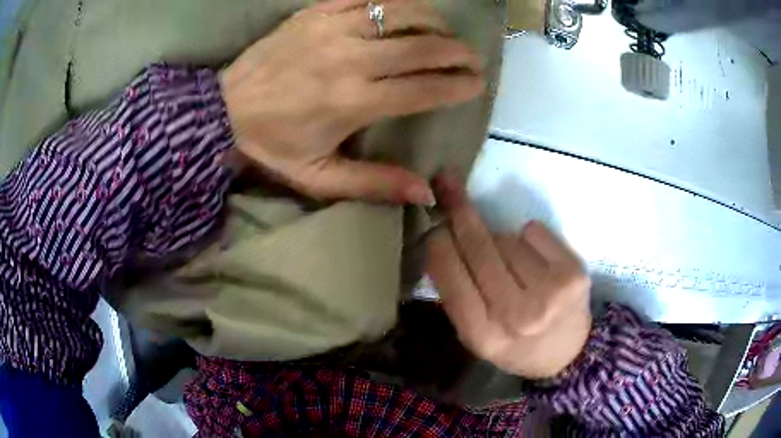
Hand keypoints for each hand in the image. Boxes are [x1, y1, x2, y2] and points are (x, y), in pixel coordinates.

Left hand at [221, 0, 484, 204]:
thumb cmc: (272, 145)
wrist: (223, 111)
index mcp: (353, 102)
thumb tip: (426, 193)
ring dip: (432, 20)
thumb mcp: (319, 178)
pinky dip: (392, 2)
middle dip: (457, 51)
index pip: (424, 88)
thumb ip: (374, 184)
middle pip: (421, 46)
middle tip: (472, 57)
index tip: (477, 83)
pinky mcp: (314, 13)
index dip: (458, 85)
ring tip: (445, 30)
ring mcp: (331, 29)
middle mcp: (349, 59)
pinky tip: (403, 11)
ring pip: (399, 13)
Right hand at [426, 174, 591, 378]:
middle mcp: (516, 314)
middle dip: (460, 214)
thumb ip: (457, 294)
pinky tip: (535, 259)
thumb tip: (441, 239)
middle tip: (447, 184)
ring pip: (506, 238)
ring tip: (512, 265)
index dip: (439, 243)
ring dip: (500, 240)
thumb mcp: (477, 334)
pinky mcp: (573, 272)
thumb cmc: (516, 345)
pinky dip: (528, 237)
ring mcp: (549, 292)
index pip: (451, 275)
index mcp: (483, 334)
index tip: (434, 224)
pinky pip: (533, 231)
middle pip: (479, 247)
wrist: (568, 353)